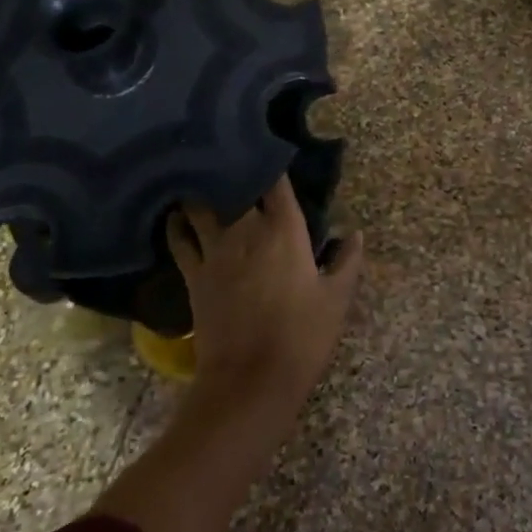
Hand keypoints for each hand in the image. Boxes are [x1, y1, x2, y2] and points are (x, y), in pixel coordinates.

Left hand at [166, 176, 364, 410]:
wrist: (251, 380)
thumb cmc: (302, 337)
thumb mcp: (336, 299)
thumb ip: (346, 261)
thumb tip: (354, 233)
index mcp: (284, 230)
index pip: (274, 181)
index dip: (271, 162)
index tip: (270, 150)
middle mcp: (245, 229)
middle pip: (233, 185)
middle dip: (234, 169)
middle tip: (235, 160)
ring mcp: (214, 250)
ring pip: (200, 205)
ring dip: (202, 191)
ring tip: (203, 179)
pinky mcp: (194, 274)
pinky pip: (179, 239)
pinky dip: (176, 224)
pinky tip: (177, 217)